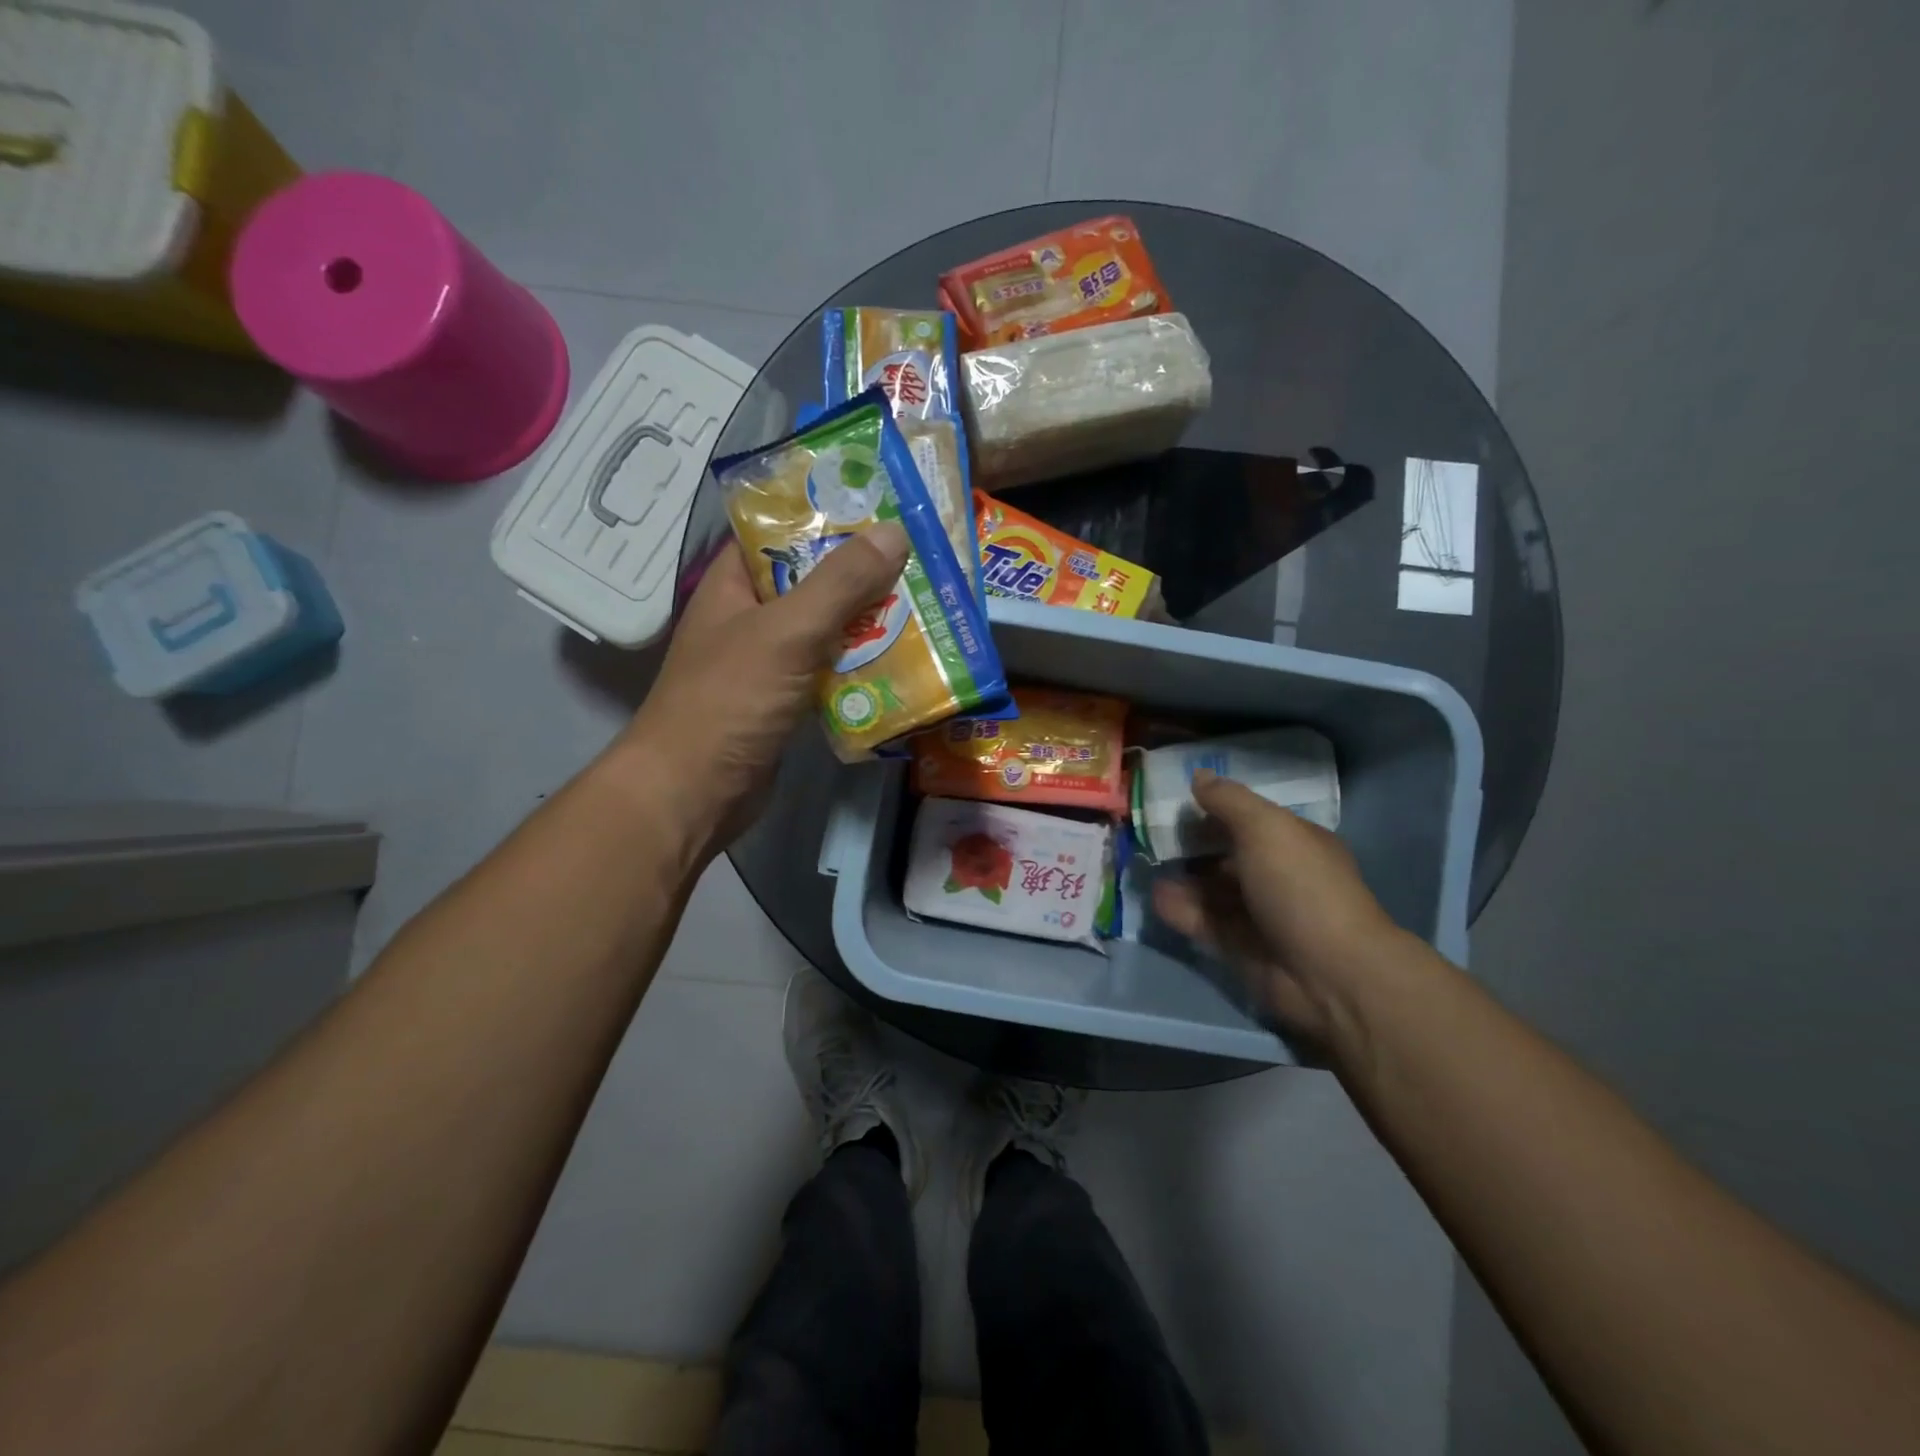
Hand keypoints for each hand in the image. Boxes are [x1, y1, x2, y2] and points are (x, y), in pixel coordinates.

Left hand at [623, 522, 909, 862]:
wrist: (695, 792)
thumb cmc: (730, 700)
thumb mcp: (787, 632)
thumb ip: (840, 583)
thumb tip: (894, 531)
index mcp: (734, 584)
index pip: (781, 533)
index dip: (828, 515)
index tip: (884, 507)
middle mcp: (750, 617)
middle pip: (814, 582)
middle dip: (864, 573)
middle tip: (923, 558)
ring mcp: (769, 663)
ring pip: (828, 630)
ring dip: (870, 623)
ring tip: (928, 605)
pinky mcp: (786, 703)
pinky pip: (831, 673)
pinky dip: (862, 668)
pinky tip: (905, 663)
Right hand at [1151, 770, 1402, 1045]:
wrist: (1328, 974)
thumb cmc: (1300, 887)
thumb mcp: (1265, 828)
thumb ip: (1228, 801)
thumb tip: (1199, 776)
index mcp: (1294, 843)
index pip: (1250, 819)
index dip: (1215, 809)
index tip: (1176, 801)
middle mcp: (1278, 876)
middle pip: (1227, 855)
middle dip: (1192, 845)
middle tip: (1150, 834)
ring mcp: (1259, 915)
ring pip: (1212, 890)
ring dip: (1181, 879)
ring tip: (1144, 865)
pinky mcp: (1240, 948)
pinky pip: (1204, 922)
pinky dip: (1180, 910)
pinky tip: (1155, 897)